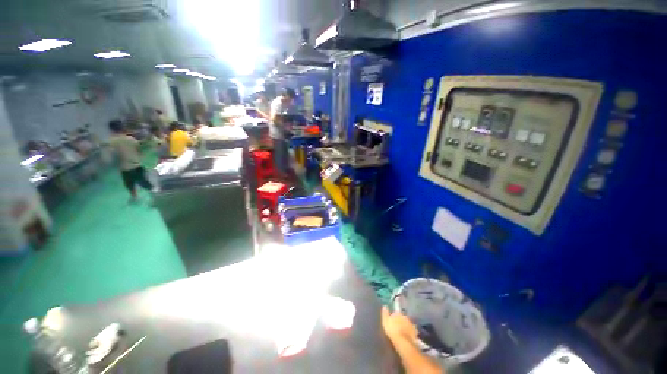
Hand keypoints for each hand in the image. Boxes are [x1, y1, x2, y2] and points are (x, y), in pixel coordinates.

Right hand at [381, 306, 417, 343]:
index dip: (395, 312)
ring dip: (405, 324)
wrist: (402, 339)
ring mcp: (411, 323)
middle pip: (403, 317)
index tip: (393, 314)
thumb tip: (385, 306)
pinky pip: (411, 328)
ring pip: (407, 322)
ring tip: (401, 330)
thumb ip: (385, 314)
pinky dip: (409, 330)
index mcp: (399, 314)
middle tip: (396, 324)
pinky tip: (406, 334)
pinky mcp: (414, 330)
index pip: (396, 311)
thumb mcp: (385, 321)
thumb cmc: (391, 330)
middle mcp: (406, 317)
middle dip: (400, 319)